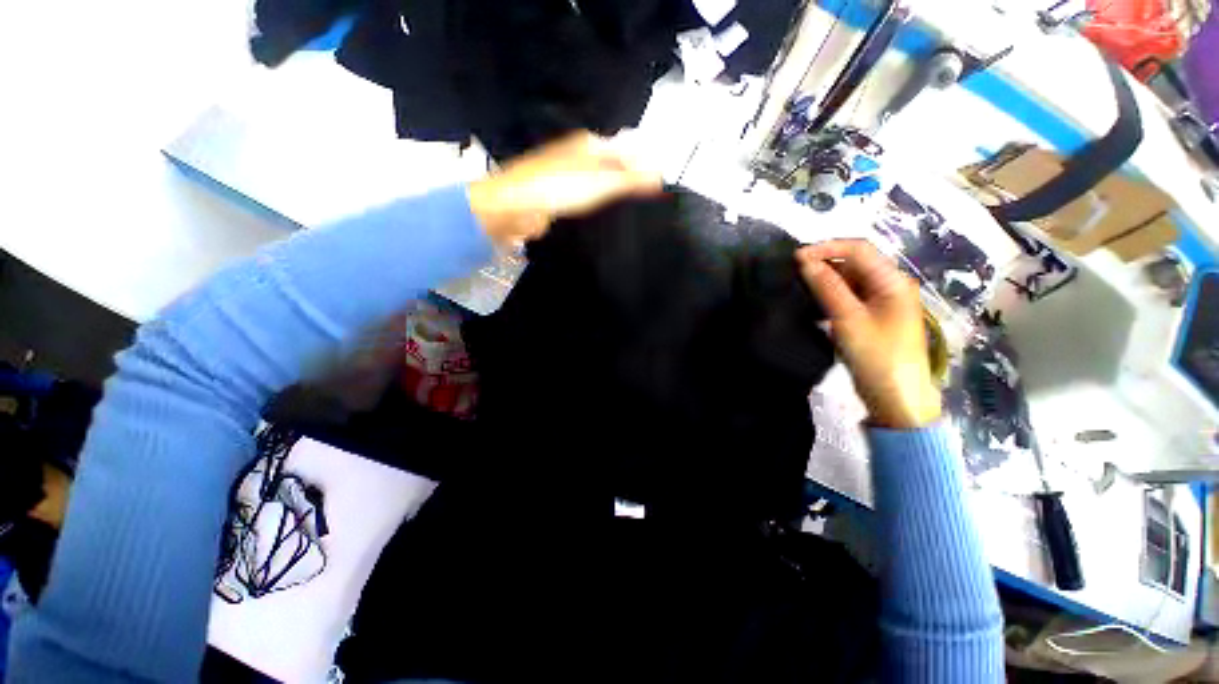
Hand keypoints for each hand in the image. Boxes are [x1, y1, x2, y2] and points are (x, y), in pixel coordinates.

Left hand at [468, 131, 662, 243]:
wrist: (514, 208)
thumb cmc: (558, 188)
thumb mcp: (601, 181)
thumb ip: (631, 178)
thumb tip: (660, 173)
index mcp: (589, 144)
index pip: (627, 150)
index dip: (644, 167)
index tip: (659, 189)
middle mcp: (578, 157)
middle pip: (612, 168)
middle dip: (629, 184)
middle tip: (648, 205)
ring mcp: (566, 178)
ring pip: (597, 186)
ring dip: (612, 198)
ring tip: (631, 215)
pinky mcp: (557, 198)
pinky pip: (584, 202)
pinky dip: (595, 209)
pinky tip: (603, 221)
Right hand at [796, 240, 941, 428]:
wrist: (895, 399)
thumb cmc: (877, 357)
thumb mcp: (849, 320)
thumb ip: (828, 287)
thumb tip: (804, 261)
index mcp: (893, 281)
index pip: (859, 249)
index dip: (827, 248)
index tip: (795, 258)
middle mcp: (889, 286)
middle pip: (854, 263)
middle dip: (824, 263)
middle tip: (792, 272)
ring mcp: (880, 303)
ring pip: (848, 281)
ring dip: (824, 280)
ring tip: (797, 286)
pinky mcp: (870, 318)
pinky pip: (847, 298)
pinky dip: (828, 296)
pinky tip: (811, 303)